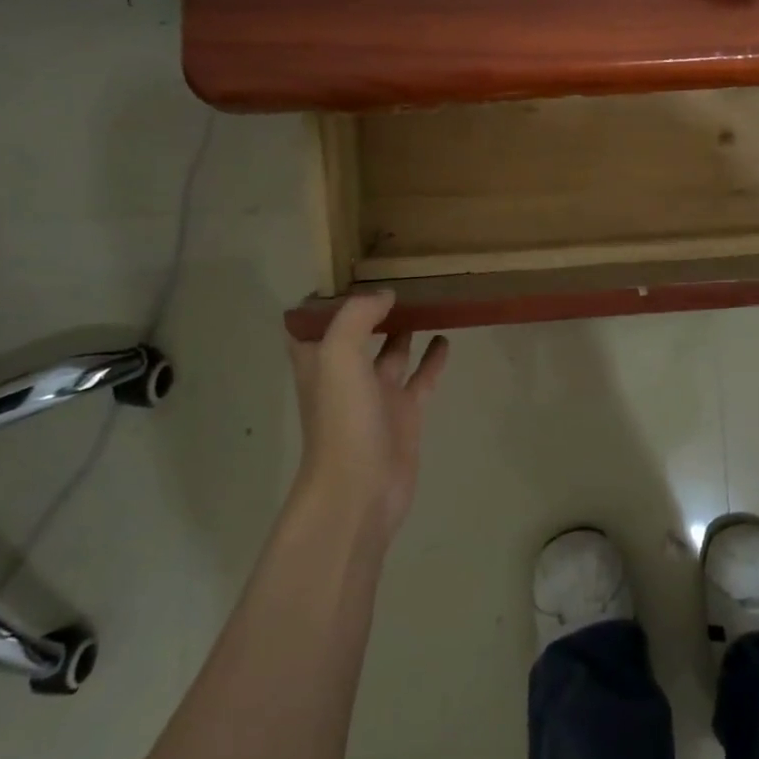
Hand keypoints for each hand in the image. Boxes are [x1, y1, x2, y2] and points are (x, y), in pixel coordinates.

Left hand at [286, 292, 449, 544]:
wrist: (359, 488)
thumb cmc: (342, 419)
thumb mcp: (338, 355)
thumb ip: (358, 316)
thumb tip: (386, 297)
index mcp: (319, 359)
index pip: (313, 321)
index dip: (325, 297)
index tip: (349, 269)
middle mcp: (344, 372)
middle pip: (356, 331)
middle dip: (371, 307)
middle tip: (399, 277)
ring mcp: (376, 393)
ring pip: (391, 350)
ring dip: (405, 327)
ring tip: (428, 300)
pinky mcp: (405, 411)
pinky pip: (421, 376)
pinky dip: (433, 358)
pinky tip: (446, 338)